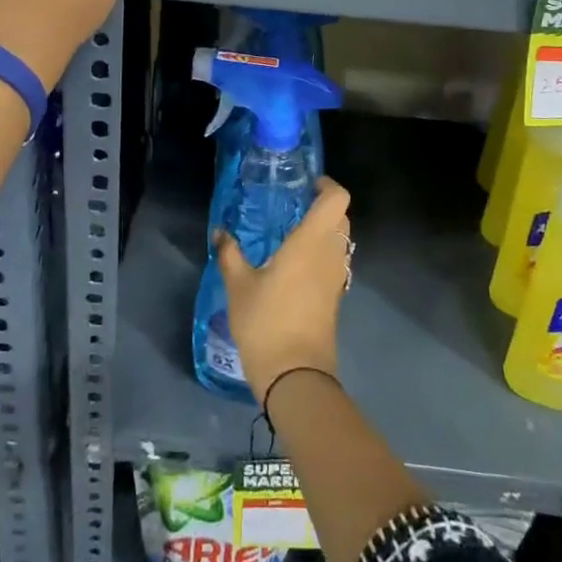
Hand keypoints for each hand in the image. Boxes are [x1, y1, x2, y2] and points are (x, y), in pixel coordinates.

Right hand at [215, 178, 350, 404]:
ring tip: (291, 234)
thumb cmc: (267, 322)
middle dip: (323, 207)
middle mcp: (331, 254)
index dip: (326, 185)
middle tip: (293, 207)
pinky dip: (322, 254)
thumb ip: (229, 254)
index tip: (305, 184)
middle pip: (341, 217)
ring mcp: (337, 278)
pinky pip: (335, 263)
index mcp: (312, 241)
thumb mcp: (239, 286)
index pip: (336, 198)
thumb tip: (220, 232)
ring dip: (324, 232)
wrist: (295, 377)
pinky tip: (293, 264)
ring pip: (340, 241)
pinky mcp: (335, 298)